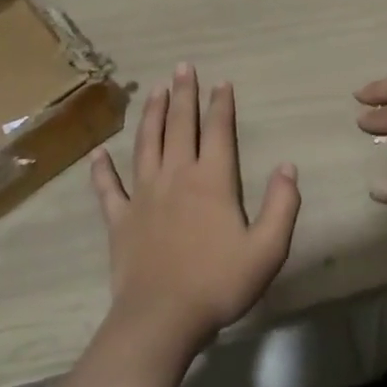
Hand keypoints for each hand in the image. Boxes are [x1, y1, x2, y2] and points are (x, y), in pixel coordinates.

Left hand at [90, 64, 301, 354]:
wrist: (161, 318)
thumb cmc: (218, 283)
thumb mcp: (267, 249)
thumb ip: (281, 205)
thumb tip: (287, 166)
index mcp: (212, 180)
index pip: (218, 131)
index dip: (221, 105)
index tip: (221, 82)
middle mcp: (176, 176)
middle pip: (180, 126)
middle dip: (184, 95)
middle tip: (182, 67)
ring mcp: (144, 195)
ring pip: (146, 144)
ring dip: (152, 115)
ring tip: (155, 91)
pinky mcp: (120, 219)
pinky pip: (108, 188)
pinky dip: (102, 169)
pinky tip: (98, 153)